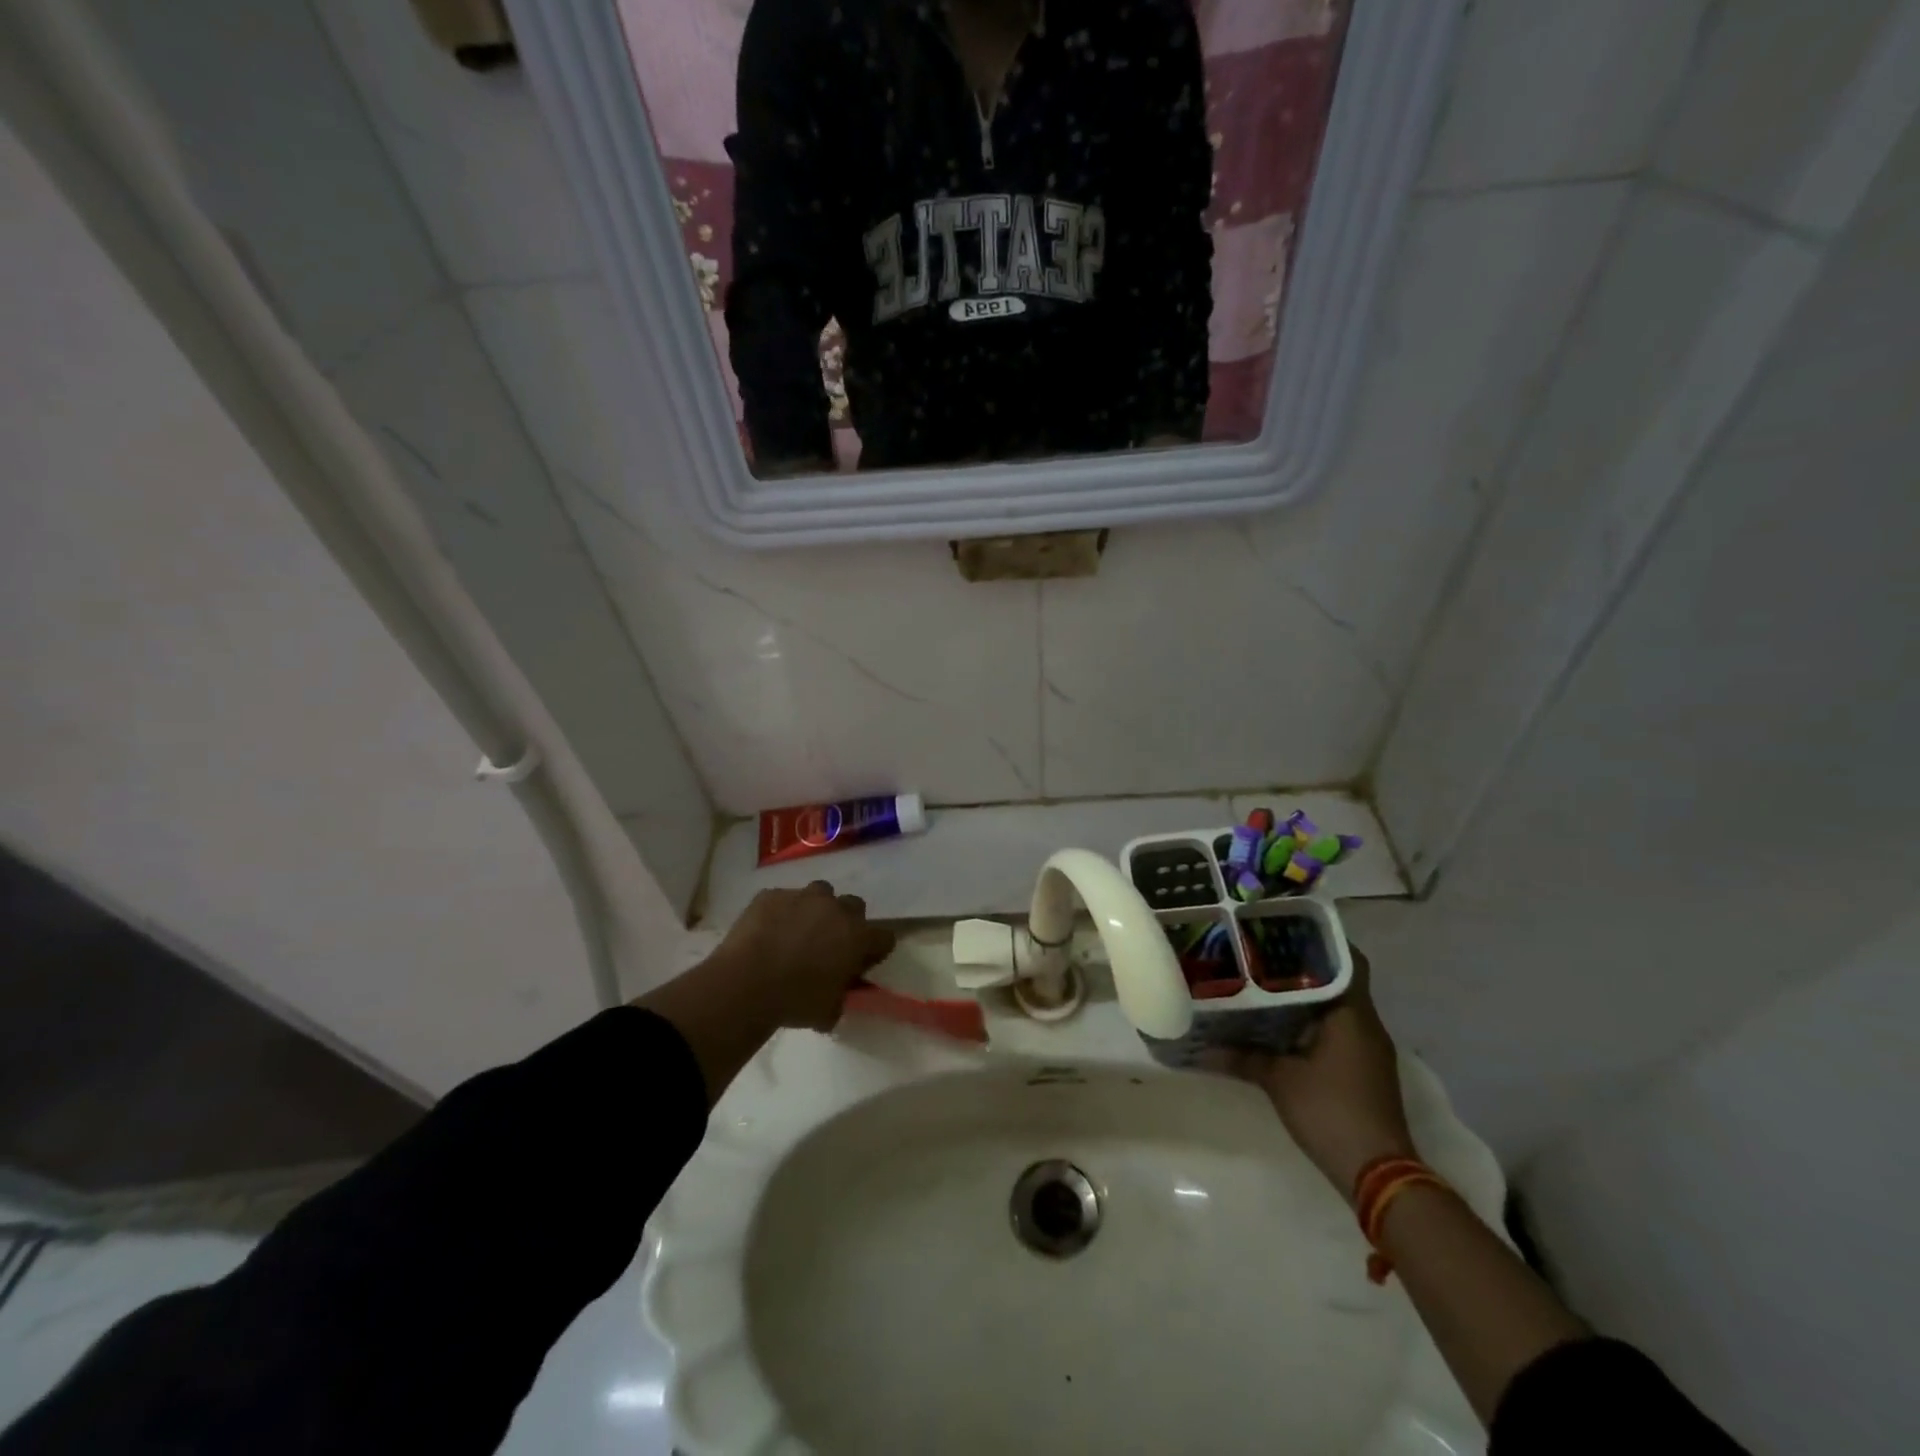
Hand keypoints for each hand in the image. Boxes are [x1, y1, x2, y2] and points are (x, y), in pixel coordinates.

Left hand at [705, 880, 895, 1030]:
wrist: (745, 984)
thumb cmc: (794, 1002)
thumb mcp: (828, 1011)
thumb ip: (841, 996)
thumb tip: (839, 995)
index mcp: (857, 936)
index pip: (884, 937)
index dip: (874, 950)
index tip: (863, 962)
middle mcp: (835, 908)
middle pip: (854, 905)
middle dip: (847, 921)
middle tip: (830, 943)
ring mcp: (802, 896)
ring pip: (820, 893)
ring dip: (816, 909)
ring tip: (798, 931)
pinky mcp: (771, 894)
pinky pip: (783, 899)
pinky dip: (781, 911)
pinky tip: (768, 931)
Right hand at [1206, 945, 1416, 1200]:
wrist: (1379, 1174)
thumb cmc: (1331, 1112)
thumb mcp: (1278, 1080)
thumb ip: (1241, 1057)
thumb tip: (1201, 1047)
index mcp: (1352, 1014)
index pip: (1346, 959)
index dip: (1320, 938)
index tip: (1284, 926)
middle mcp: (1366, 1023)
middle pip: (1337, 979)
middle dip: (1302, 964)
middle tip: (1260, 950)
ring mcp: (1368, 1048)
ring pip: (1336, 1005)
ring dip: (1305, 994)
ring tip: (1261, 980)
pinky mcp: (1362, 1069)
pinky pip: (1335, 1028)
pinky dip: (1310, 1019)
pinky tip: (1277, 1022)